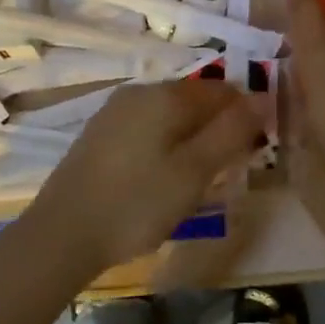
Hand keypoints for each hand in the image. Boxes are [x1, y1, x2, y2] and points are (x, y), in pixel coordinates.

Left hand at [26, 80, 263, 281]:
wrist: (61, 234)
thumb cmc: (137, 203)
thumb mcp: (195, 172)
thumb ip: (231, 132)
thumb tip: (263, 98)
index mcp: (166, 95)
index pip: (223, 90)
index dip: (246, 116)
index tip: (253, 152)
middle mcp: (140, 91)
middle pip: (195, 100)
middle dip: (218, 129)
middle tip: (226, 173)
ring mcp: (115, 111)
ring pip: (170, 116)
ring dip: (192, 139)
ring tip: (196, 181)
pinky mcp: (99, 134)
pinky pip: (146, 129)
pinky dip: (164, 146)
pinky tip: (160, 180)